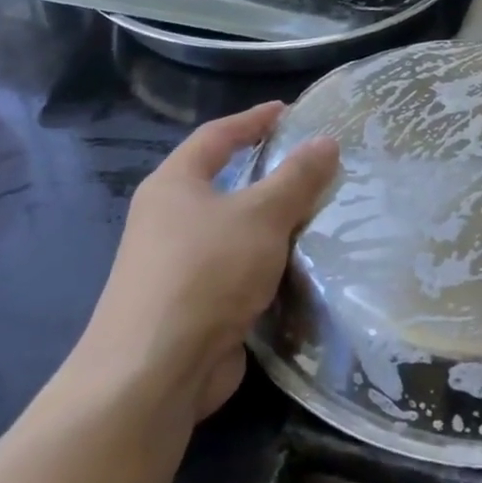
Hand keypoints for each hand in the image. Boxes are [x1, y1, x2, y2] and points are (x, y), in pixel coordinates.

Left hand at [68, 103, 338, 423]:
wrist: (155, 371)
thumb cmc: (205, 273)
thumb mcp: (261, 215)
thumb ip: (297, 177)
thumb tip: (326, 141)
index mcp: (174, 185)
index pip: (216, 136)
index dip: (253, 119)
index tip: (288, 111)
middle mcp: (170, 219)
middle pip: (226, 182)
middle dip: (270, 172)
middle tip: (317, 163)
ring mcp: (179, 264)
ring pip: (237, 228)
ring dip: (275, 220)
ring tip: (323, 210)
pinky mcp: (195, 303)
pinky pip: (241, 267)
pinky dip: (270, 259)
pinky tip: (304, 262)